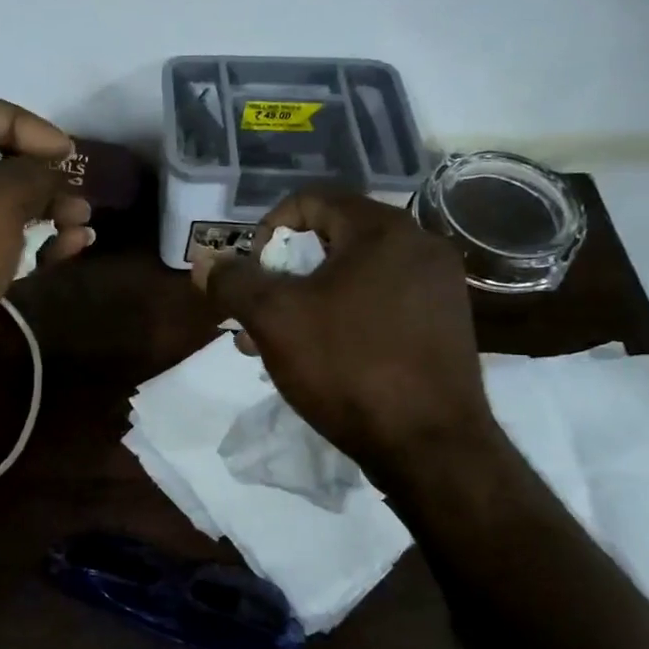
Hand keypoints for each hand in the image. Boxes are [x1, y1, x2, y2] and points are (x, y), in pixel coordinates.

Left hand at [0, 88, 93, 369]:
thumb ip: (35, 174)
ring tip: (83, 223)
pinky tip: (69, 248)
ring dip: (42, 211)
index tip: (62, 152)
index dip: (24, 122)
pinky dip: (24, 241)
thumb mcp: (1, 197)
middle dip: (40, 177)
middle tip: (76, 191)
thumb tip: (50, 176)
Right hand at [193, 188, 493, 469]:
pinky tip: (320, 359)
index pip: (311, 201)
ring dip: (306, 300)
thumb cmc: (348, 367)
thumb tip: (204, 261)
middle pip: (331, 241)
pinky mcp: (444, 327)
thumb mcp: (275, 320)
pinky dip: (342, 318)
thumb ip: (234, 282)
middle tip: (254, 314)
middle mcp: (420, 247)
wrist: (430, 447)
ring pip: (353, 278)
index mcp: (383, 230)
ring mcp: (438, 289)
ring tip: (273, 344)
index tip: (250, 273)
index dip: (267, 230)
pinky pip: (380, 304)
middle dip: (282, 275)